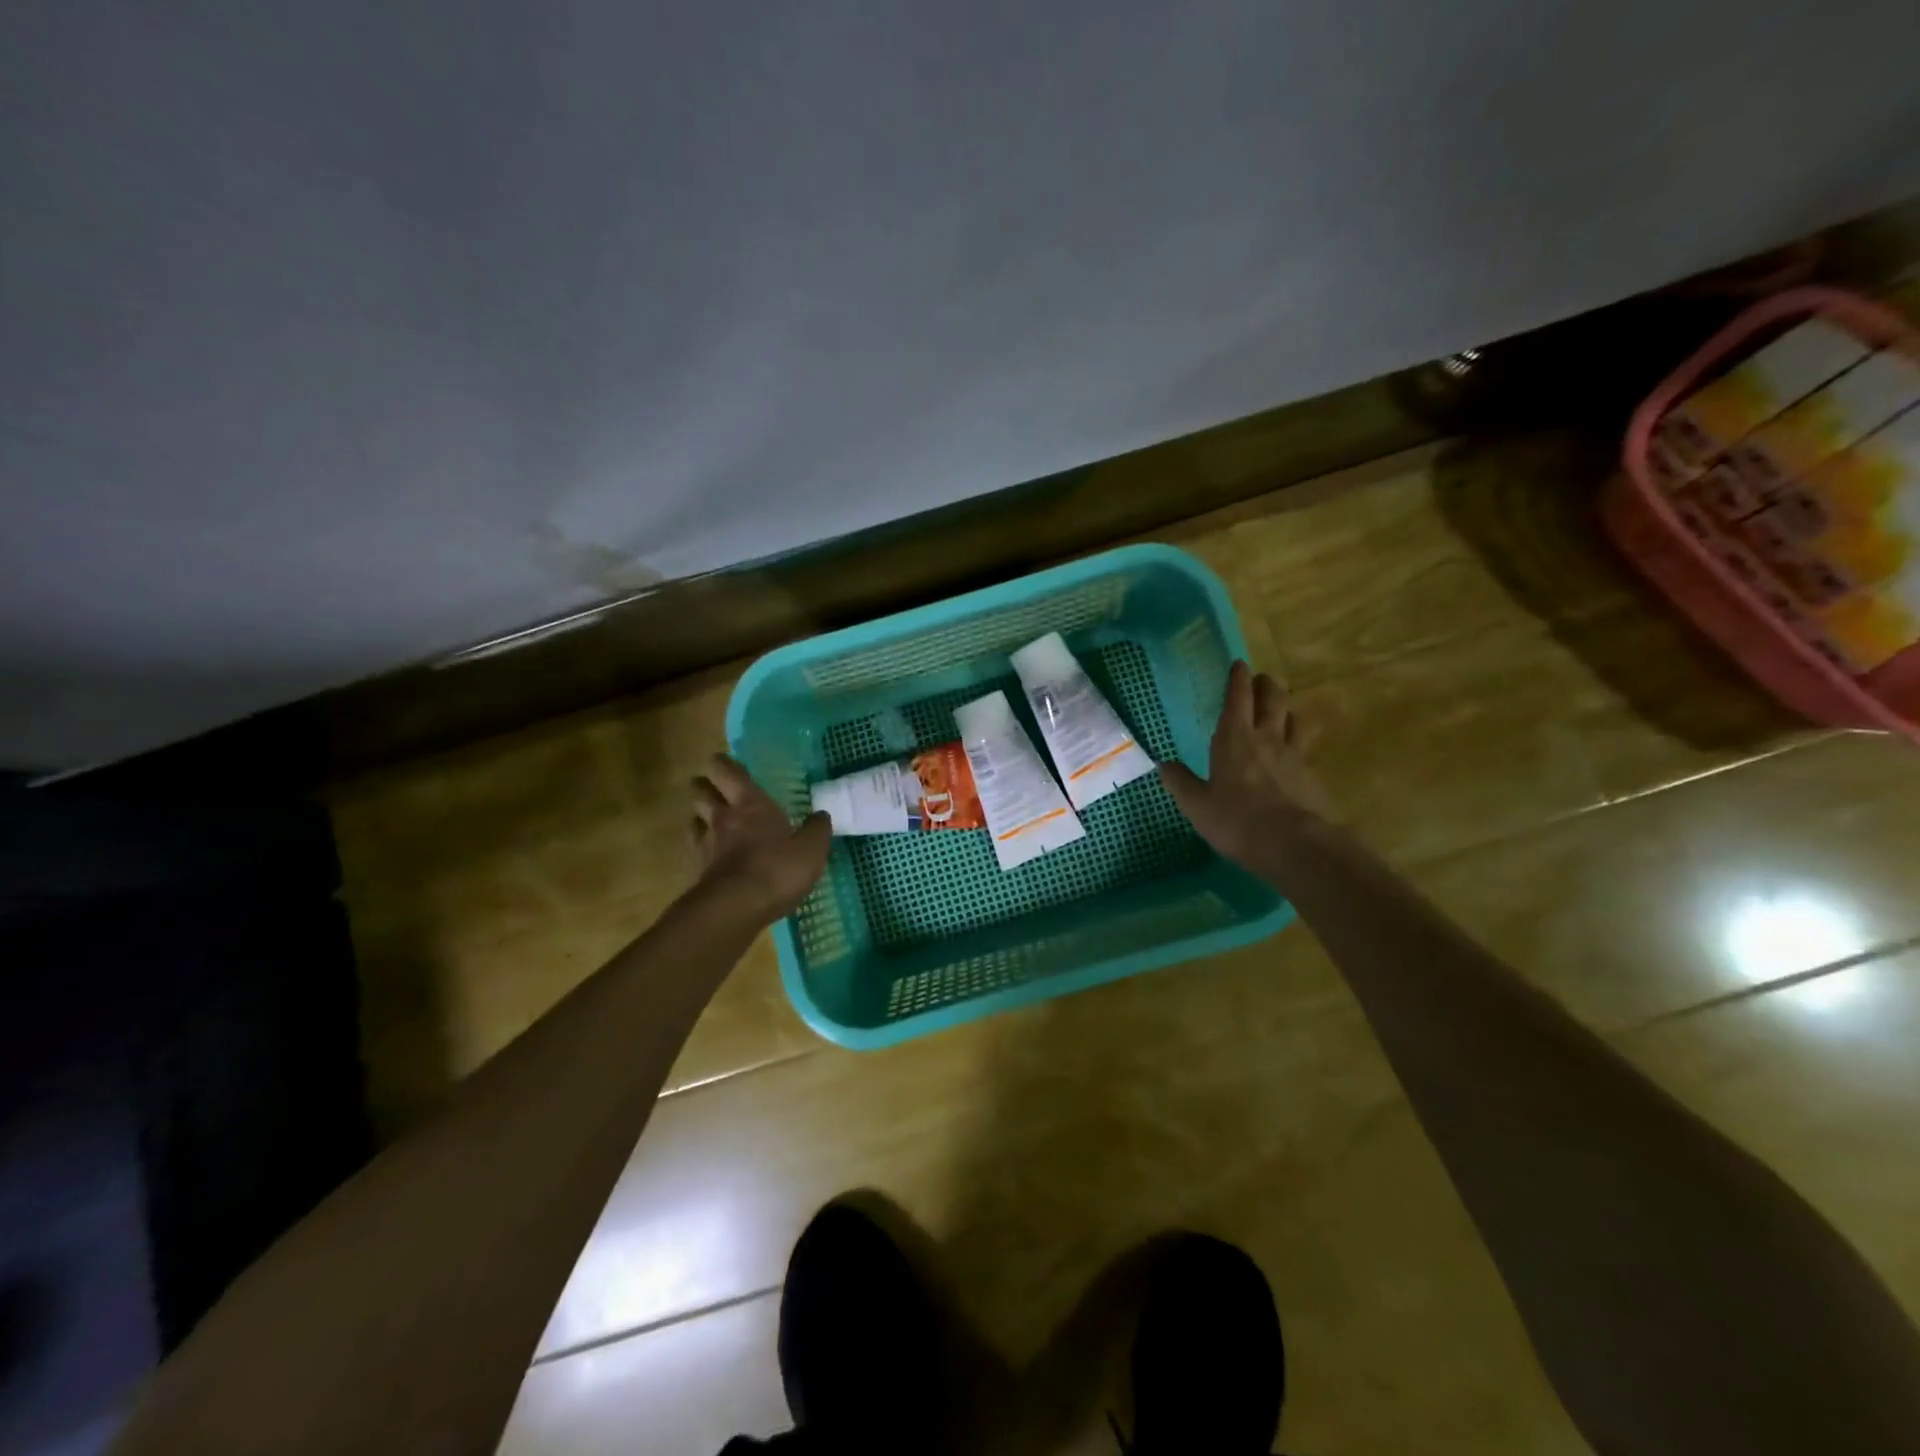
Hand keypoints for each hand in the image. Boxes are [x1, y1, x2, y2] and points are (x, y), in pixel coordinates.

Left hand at [690, 755, 831, 924]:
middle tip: (714, 789)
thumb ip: (817, 830)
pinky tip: (712, 855)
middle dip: (704, 786)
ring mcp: (706, 845)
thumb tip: (821, 815)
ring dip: (700, 816)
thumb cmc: (777, 869)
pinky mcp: (697, 872)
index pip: (728, 772)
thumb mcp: (811, 850)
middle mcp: (723, 817)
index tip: (724, 763)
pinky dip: (701, 848)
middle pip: (701, 791)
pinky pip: (695, 850)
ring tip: (710, 820)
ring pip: (694, 819)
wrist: (735, 909)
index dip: (723, 764)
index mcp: (750, 804)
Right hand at [1159, 661, 1332, 872]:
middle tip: (1262, 680)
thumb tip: (1163, 763)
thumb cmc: (1236, 820)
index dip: (1238, 679)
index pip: (1238, 698)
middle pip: (1273, 699)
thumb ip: (1180, 782)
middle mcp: (1267, 739)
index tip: (1239, 664)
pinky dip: (1298, 743)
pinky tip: (1294, 755)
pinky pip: (1305, 749)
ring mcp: (1294, 756)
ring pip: (1294, 720)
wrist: (1292, 845)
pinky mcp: (1311, 776)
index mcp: (1234, 739)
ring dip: (1287, 710)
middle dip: (1266, 685)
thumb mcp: (1196, 805)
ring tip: (1281, 712)